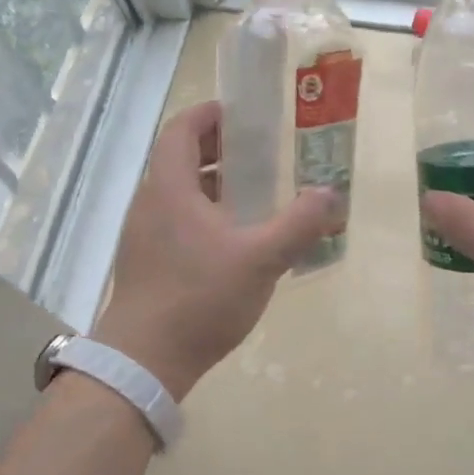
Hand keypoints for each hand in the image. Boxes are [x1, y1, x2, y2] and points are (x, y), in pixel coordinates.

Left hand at [93, 100, 340, 398]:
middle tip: (255, 151)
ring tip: (249, 192)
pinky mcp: (144, 261)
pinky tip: (231, 239)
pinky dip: (201, 212)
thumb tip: (330, 195)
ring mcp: (143, 234)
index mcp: (169, 189)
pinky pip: (173, 219)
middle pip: (177, 158)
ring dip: (209, 182)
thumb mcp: (261, 260)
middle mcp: (150, 203)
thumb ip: (298, 224)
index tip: (239, 113)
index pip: (180, 130)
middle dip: (215, 148)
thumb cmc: (200, 299)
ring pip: (175, 191)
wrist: (143, 361)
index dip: (207, 115)